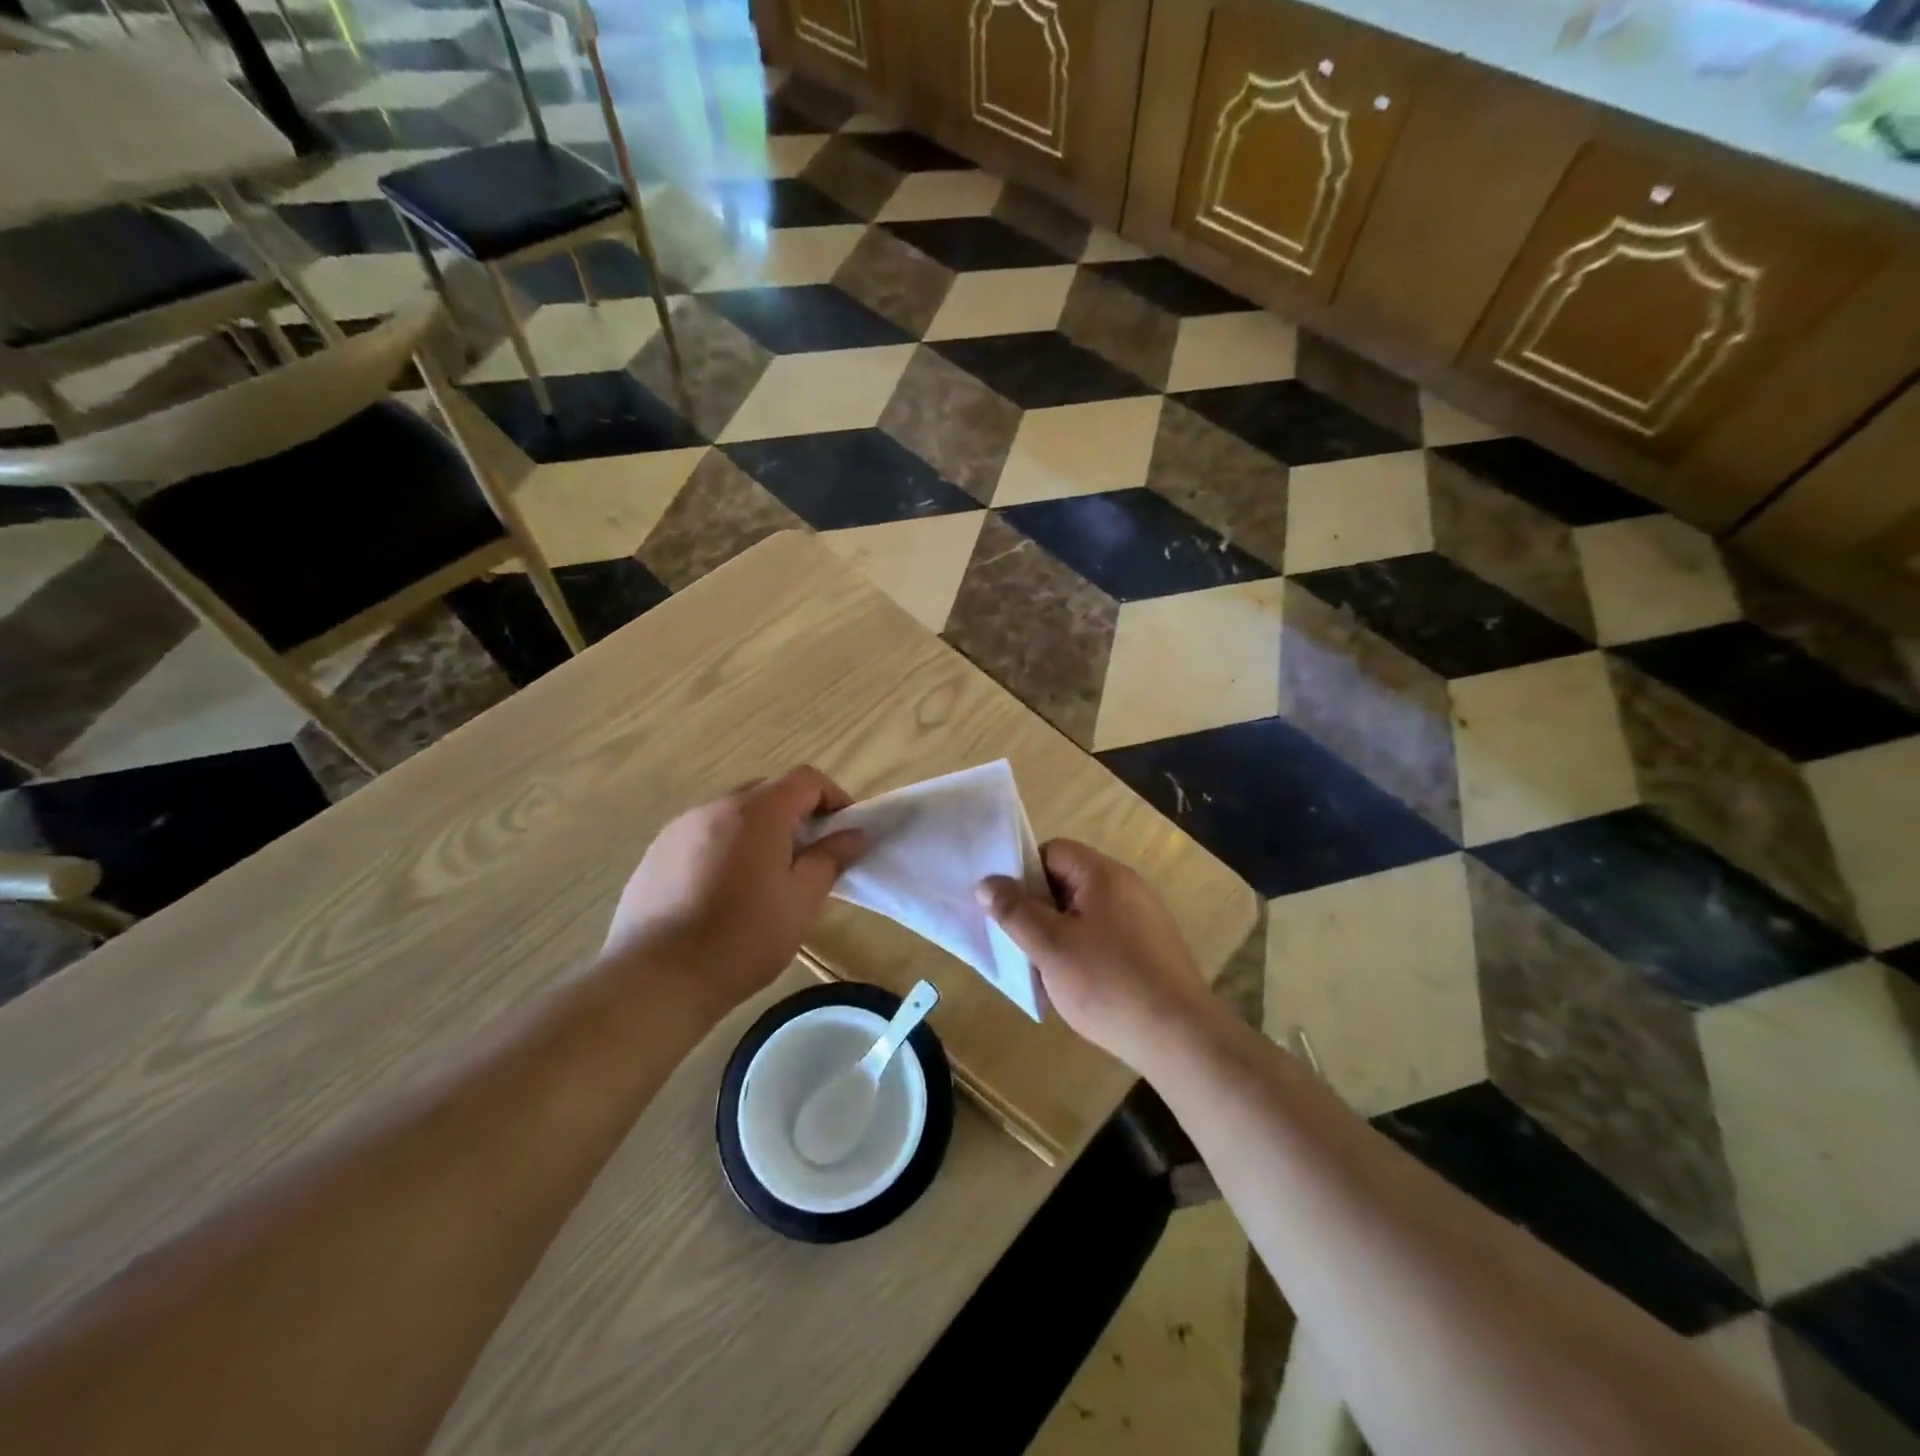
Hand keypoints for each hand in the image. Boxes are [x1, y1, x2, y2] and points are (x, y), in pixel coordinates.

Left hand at [601, 766, 864, 1011]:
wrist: (656, 980)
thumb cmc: (742, 939)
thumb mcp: (801, 901)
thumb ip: (830, 859)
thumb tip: (853, 835)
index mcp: (756, 812)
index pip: (805, 779)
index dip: (833, 797)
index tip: (844, 831)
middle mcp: (714, 808)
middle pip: (767, 791)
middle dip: (795, 814)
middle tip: (808, 857)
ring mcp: (678, 829)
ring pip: (733, 815)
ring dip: (758, 832)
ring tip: (764, 879)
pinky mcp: (655, 854)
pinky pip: (702, 836)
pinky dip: (724, 849)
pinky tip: (722, 894)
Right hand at [977, 839, 1209, 1069]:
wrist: (1180, 1038)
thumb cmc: (1108, 983)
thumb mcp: (1050, 946)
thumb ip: (1015, 911)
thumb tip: (987, 882)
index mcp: (1104, 874)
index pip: (1052, 851)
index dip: (1023, 873)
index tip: (1006, 907)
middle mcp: (1127, 887)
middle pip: (1068, 881)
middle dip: (1038, 909)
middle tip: (1018, 942)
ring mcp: (1143, 918)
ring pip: (1084, 913)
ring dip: (1058, 934)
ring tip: (1043, 969)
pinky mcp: (1151, 949)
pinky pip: (1105, 936)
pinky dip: (1083, 952)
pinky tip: (1076, 985)